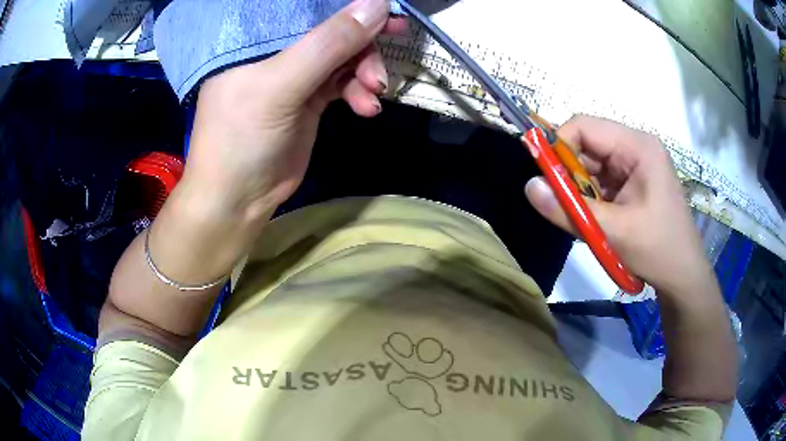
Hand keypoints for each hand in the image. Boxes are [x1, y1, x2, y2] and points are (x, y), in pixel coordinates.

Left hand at [182, 0, 406, 219]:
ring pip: (342, 56)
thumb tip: (378, 4)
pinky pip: (343, 83)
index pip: (304, 7)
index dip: (346, 6)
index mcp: (255, 39)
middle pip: (330, 30)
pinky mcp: (309, 99)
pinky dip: (358, 93)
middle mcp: (275, 51)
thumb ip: (328, 45)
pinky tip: (366, 109)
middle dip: (363, 39)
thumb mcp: (281, 87)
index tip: (385, 7)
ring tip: (373, 93)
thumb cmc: (241, 140)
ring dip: (364, 72)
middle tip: (396, 38)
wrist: (238, 200)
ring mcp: (294, 75)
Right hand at [524, 115, 713, 294]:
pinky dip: (589, 198)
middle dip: (568, 172)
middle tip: (558, 202)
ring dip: (579, 189)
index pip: (585, 127)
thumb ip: (569, 210)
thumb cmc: (657, 250)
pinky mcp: (632, 183)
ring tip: (580, 217)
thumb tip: (529, 187)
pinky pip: (600, 181)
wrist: (682, 276)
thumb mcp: (612, 232)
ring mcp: (634, 165)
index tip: (542, 176)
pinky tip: (594, 219)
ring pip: (591, 165)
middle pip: (587, 144)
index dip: (558, 145)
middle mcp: (635, 147)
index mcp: (638, 146)